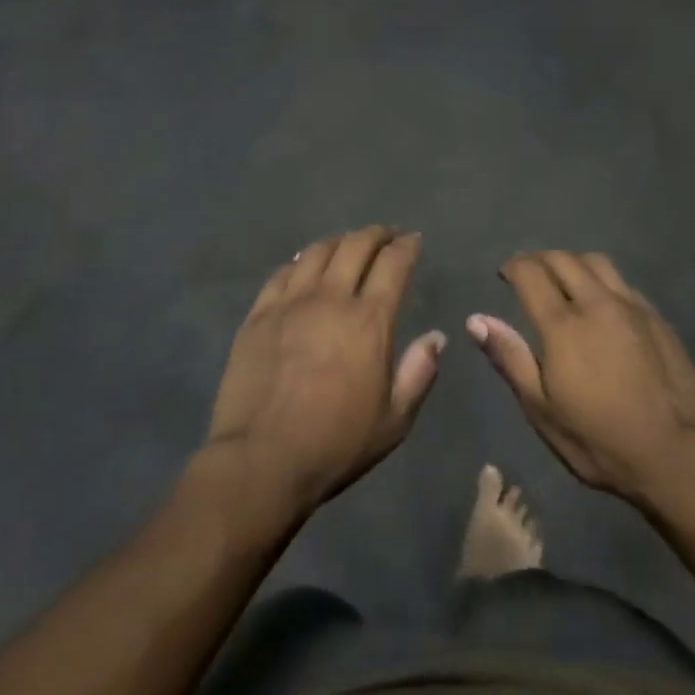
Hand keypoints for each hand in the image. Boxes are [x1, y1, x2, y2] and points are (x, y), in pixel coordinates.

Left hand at [207, 227, 445, 511]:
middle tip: (386, 236)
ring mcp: (291, 302)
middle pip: (356, 245)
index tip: (414, 240)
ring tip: (348, 245)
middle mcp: (331, 298)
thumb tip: (436, 337)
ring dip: (340, 241)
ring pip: (318, 251)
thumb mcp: (394, 421)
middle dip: (377, 234)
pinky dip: (301, 261)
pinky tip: (305, 266)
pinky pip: (283, 272)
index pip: (394, 263)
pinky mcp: (259, 314)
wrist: (261, 460)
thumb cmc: (335, 444)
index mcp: (369, 319)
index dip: (407, 246)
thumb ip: (419, 373)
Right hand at [468, 252, 694, 507]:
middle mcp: (597, 302)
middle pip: (563, 259)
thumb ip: (510, 358)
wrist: (676, 454)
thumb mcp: (543, 410)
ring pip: (597, 262)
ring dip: (573, 262)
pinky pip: (622, 282)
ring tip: (564, 280)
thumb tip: (476, 320)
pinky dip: (602, 280)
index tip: (504, 274)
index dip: (513, 267)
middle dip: (539, 259)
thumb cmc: (599, 440)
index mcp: (564, 325)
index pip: (531, 273)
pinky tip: (602, 302)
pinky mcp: (656, 317)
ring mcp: (631, 306)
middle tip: (528, 273)